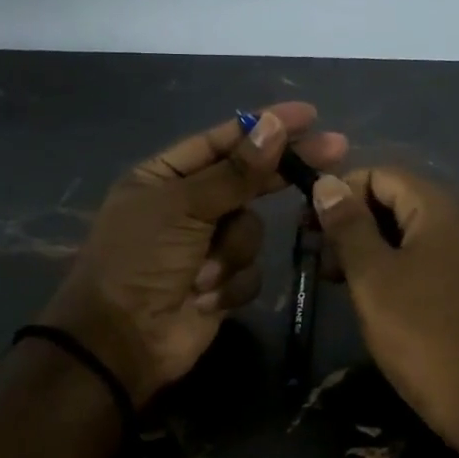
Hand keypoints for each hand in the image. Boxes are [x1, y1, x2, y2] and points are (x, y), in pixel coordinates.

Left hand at [40, 104, 347, 406]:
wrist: (122, 341)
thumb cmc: (141, 261)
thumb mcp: (183, 207)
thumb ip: (235, 172)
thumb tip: (274, 126)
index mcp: (165, 177)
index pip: (224, 141)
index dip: (265, 126)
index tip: (309, 115)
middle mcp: (187, 206)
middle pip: (247, 180)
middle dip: (281, 172)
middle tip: (336, 151)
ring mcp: (206, 246)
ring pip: (251, 229)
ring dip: (231, 252)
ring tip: (200, 274)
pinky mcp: (221, 284)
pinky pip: (249, 271)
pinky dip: (230, 284)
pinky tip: (204, 298)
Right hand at [312, 168, 458, 457]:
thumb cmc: (423, 336)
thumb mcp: (373, 279)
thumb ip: (348, 227)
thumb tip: (326, 183)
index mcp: (442, 208)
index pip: (381, 174)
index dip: (340, 194)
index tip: (309, 229)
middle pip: (399, 200)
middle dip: (355, 223)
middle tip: (323, 262)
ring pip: (414, 232)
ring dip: (374, 248)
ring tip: (342, 283)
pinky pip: (433, 258)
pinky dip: (401, 266)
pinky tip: (378, 296)